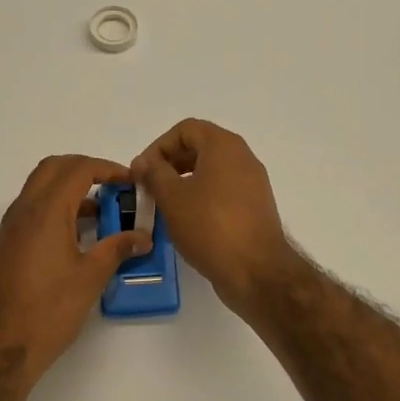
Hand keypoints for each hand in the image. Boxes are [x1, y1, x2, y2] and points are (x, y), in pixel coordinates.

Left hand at [0, 155, 152, 388]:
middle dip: (85, 169)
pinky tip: (75, 236)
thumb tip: (142, 237)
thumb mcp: (90, 278)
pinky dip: (54, 207)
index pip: (78, 169)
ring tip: (100, 213)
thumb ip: (117, 249)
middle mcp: (23, 211)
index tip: (130, 182)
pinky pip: (31, 210)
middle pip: (54, 168)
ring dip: (68, 188)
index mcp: (45, 211)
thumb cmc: (49, 311)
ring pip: (39, 188)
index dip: (107, 168)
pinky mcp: (4, 246)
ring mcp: (9, 228)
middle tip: (113, 187)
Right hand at [130, 119, 296, 313]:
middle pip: (200, 147)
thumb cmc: (210, 227)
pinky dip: (202, 196)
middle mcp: (243, 157)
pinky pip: (223, 190)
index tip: (143, 171)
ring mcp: (253, 183)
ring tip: (165, 205)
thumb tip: (144, 161)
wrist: (256, 271)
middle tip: (150, 187)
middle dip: (170, 163)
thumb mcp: (172, 197)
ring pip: (211, 170)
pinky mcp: (255, 206)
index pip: (185, 129)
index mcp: (224, 146)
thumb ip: (154, 173)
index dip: (159, 146)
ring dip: (184, 181)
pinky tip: (187, 220)